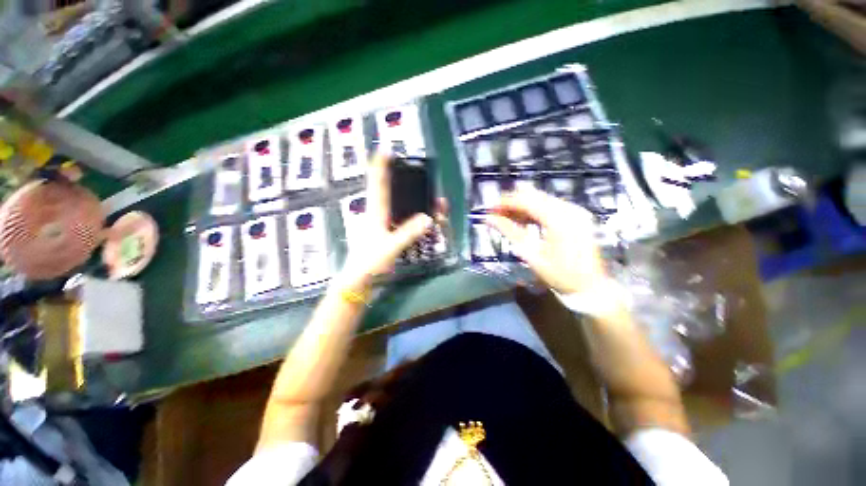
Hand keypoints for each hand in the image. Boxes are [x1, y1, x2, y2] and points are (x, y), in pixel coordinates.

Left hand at [337, 152, 436, 288]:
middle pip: (391, 192)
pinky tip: (423, 219)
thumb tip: (428, 218)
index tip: (384, 151)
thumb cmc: (369, 263)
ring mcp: (382, 224)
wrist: (359, 280)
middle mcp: (378, 215)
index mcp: (375, 213)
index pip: (377, 185)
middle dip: (404, 183)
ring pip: (398, 206)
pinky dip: (414, 216)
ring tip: (434, 205)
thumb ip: (408, 233)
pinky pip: (402, 219)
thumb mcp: (390, 247)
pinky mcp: (387, 234)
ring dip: (414, 201)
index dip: (380, 167)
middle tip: (419, 178)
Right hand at [484, 188, 606, 294]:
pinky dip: (535, 210)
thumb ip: (510, 232)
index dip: (505, 203)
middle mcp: (569, 209)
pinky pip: (550, 205)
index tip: (490, 210)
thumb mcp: (531, 255)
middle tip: (496, 214)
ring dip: (522, 206)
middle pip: (534, 196)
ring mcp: (576, 211)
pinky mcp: (577, 215)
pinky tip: (524, 220)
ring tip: (507, 218)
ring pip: (541, 199)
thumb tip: (489, 219)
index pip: (526, 200)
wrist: (591, 287)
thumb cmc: (560, 275)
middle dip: (512, 203)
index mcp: (558, 219)